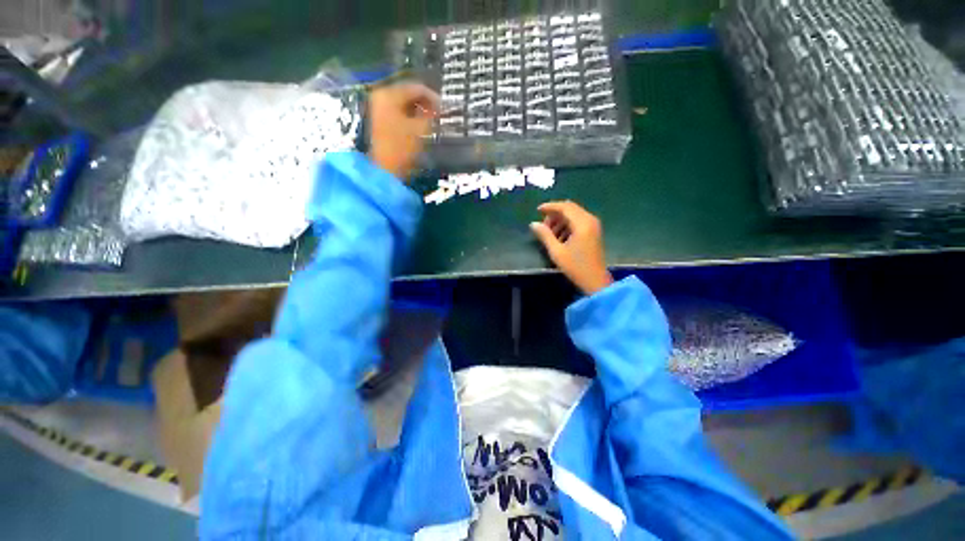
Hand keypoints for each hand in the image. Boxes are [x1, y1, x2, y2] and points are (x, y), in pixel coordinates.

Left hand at [368, 82, 438, 179]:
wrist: (385, 168)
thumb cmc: (402, 147)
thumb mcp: (420, 129)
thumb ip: (431, 114)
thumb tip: (439, 107)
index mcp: (389, 94)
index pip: (416, 88)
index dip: (434, 97)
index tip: (446, 108)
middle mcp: (381, 95)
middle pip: (408, 93)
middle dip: (425, 103)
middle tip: (439, 114)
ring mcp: (378, 107)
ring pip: (404, 102)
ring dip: (419, 110)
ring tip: (432, 120)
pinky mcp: (380, 119)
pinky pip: (398, 110)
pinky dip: (410, 115)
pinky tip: (420, 125)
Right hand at [530, 201, 613, 295]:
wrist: (595, 281)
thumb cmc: (575, 267)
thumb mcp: (556, 251)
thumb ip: (544, 235)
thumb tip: (533, 223)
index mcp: (582, 223)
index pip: (565, 207)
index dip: (550, 206)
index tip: (537, 210)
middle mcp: (590, 220)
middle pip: (570, 208)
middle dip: (555, 214)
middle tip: (543, 225)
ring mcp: (593, 225)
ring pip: (574, 215)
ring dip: (560, 220)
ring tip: (549, 233)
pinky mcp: (593, 232)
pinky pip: (578, 222)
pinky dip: (567, 225)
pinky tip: (559, 237)